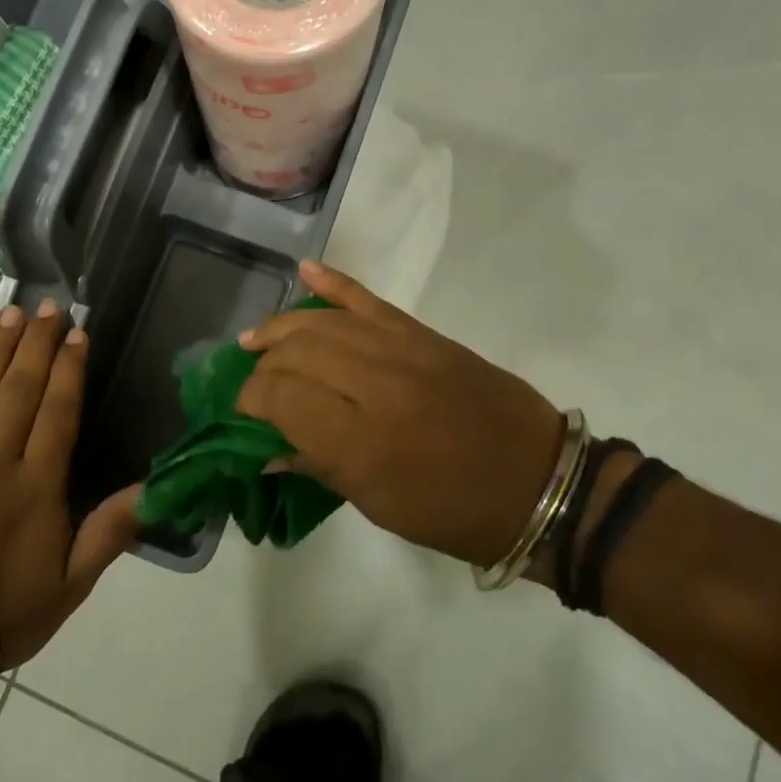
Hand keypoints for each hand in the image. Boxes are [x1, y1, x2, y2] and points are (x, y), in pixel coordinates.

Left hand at [0, 300, 141, 667]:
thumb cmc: (3, 612)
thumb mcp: (71, 585)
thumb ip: (110, 531)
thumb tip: (156, 488)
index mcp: (36, 485)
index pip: (57, 411)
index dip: (69, 368)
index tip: (77, 333)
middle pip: (18, 390)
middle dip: (35, 344)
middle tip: (47, 306)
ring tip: (8, 315)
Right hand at [236, 262, 564, 567]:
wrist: (538, 480)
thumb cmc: (454, 511)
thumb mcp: (379, 505)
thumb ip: (319, 466)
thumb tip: (268, 448)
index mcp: (360, 442)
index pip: (281, 398)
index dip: (251, 399)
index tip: (242, 408)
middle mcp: (374, 386)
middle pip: (296, 353)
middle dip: (264, 364)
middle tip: (253, 379)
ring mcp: (400, 351)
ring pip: (323, 323)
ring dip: (282, 326)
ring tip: (257, 337)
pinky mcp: (422, 334)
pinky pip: (368, 299)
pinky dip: (334, 283)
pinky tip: (305, 271)